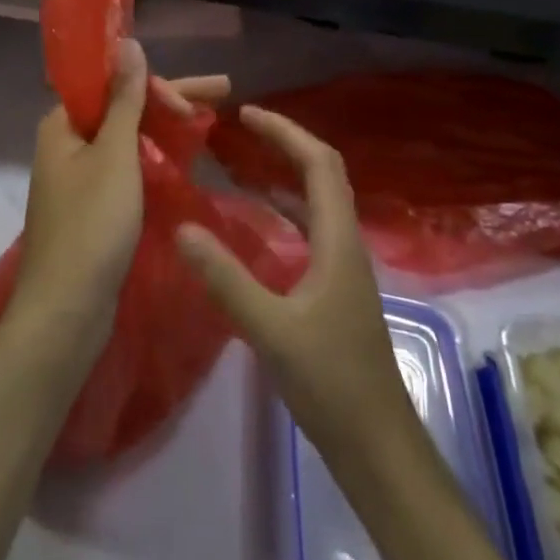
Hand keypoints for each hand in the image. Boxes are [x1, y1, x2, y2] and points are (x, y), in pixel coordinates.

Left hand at [11, 40, 227, 350]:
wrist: (65, 314)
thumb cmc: (91, 226)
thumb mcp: (114, 155)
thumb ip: (125, 99)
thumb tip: (128, 43)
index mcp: (63, 123)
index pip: (115, 84)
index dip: (158, 85)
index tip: (196, 103)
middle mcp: (68, 144)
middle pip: (125, 107)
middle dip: (173, 100)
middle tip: (224, 91)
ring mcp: (81, 178)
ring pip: (129, 138)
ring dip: (167, 127)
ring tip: (212, 120)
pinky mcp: (94, 208)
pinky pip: (129, 167)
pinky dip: (157, 158)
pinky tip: (187, 158)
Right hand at [176, 107, 417, 466]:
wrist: (377, 445)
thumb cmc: (330, 383)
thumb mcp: (270, 329)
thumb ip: (225, 278)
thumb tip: (182, 227)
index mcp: (337, 239)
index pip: (318, 163)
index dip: (284, 131)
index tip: (246, 114)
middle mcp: (345, 241)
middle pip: (323, 172)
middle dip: (285, 142)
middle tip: (242, 128)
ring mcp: (343, 264)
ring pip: (317, 199)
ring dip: (285, 172)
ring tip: (242, 160)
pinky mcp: (335, 286)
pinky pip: (310, 227)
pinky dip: (284, 208)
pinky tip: (256, 219)